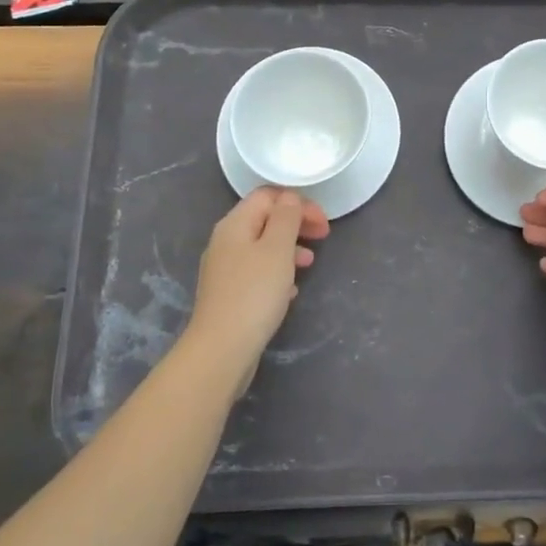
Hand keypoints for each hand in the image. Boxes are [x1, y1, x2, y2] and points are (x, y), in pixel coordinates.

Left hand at [186, 188, 328, 373]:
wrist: (222, 349)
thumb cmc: (254, 293)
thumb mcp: (277, 249)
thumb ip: (286, 217)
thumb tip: (289, 198)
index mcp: (235, 224)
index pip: (268, 196)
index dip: (298, 202)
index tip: (323, 223)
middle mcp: (225, 241)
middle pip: (265, 219)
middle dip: (296, 224)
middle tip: (323, 237)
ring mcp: (225, 269)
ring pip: (262, 246)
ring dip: (289, 248)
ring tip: (309, 264)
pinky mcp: (229, 293)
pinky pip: (257, 271)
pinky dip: (277, 272)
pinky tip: (290, 291)